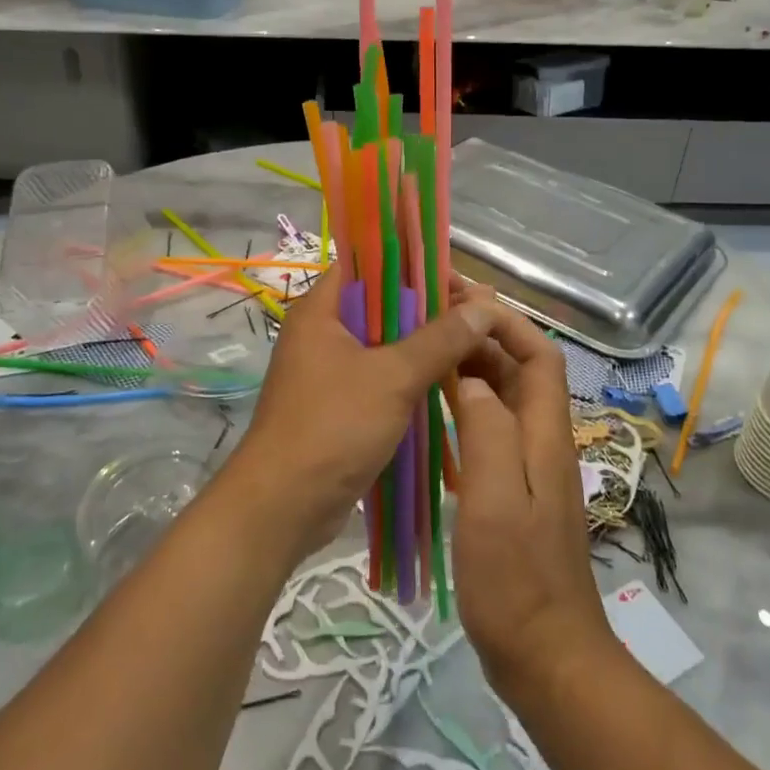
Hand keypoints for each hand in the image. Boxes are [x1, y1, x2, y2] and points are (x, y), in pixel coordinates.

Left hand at [222, 268, 500, 562]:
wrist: (284, 506)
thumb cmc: (333, 427)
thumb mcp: (393, 377)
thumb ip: (440, 339)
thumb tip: (485, 307)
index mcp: (322, 309)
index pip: (370, 263)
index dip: (415, 264)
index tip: (460, 282)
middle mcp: (323, 331)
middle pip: (383, 303)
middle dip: (431, 308)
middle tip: (479, 317)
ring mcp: (330, 369)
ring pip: (387, 342)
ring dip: (426, 343)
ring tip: (474, 346)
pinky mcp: (341, 403)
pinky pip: (382, 374)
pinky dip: (412, 374)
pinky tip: (449, 381)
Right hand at [450, 291, 616, 699]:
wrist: (546, 655)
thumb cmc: (517, 577)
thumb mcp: (496, 499)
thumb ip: (488, 430)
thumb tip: (473, 378)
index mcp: (546, 434)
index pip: (540, 354)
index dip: (507, 320)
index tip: (462, 301)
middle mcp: (544, 441)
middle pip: (521, 370)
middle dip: (484, 336)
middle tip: (432, 318)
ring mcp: (530, 468)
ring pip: (505, 398)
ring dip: (473, 368)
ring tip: (427, 350)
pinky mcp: (513, 491)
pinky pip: (492, 429)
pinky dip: (467, 407)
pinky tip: (434, 410)